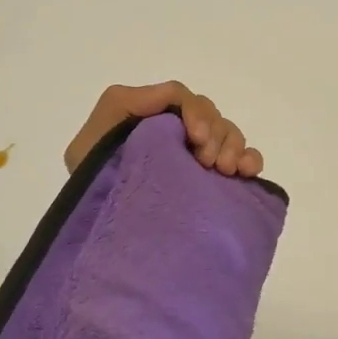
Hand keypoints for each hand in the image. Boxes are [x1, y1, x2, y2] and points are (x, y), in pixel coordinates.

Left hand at [63, 82, 263, 176]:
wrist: (106, 242)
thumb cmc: (93, 193)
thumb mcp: (86, 147)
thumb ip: (119, 107)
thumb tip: (170, 96)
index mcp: (146, 120)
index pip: (179, 97)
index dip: (193, 111)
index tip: (195, 138)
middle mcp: (174, 134)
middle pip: (207, 111)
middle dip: (213, 132)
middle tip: (206, 162)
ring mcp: (195, 157)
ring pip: (227, 131)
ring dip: (232, 145)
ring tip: (224, 171)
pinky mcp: (213, 180)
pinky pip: (243, 158)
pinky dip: (251, 159)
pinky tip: (248, 172)